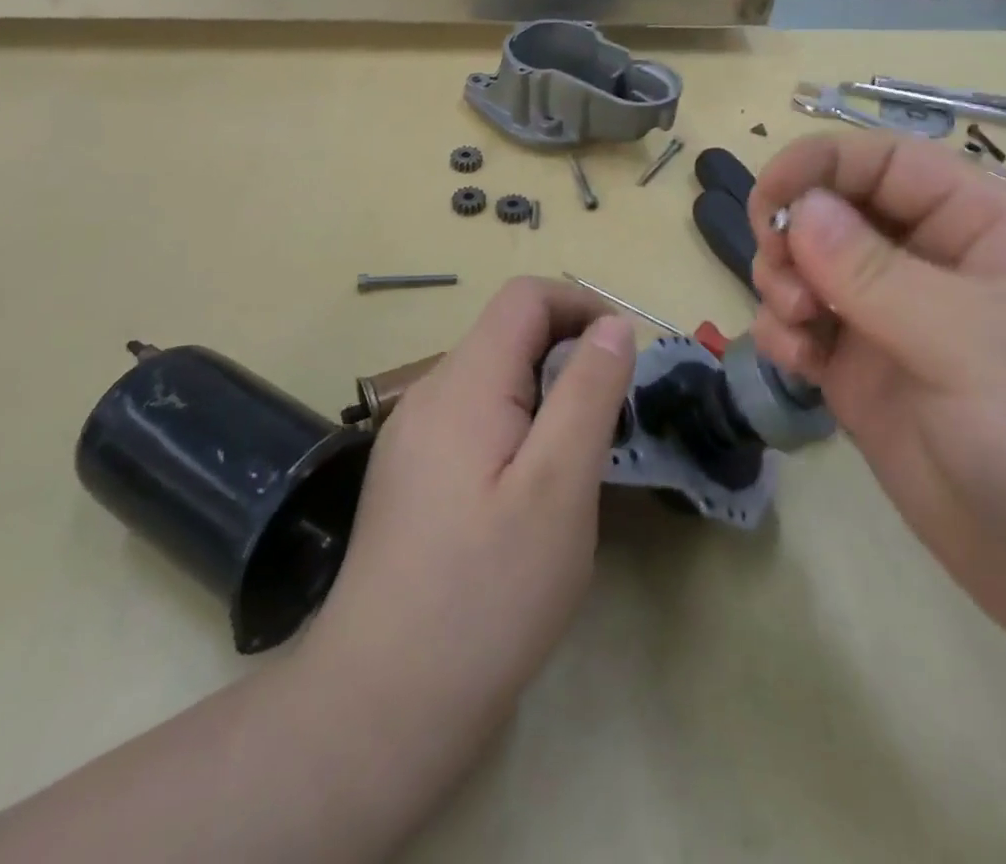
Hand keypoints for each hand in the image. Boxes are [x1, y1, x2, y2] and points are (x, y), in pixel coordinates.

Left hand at [304, 279, 636, 804]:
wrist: (380, 706)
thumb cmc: (485, 594)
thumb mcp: (559, 488)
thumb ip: (589, 393)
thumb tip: (613, 325)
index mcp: (464, 384)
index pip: (525, 298)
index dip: (582, 306)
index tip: (625, 357)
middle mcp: (430, 395)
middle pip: (508, 335)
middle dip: (568, 356)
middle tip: (611, 423)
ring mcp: (413, 437)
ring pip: (493, 380)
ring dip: (545, 395)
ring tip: (578, 462)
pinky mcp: (411, 475)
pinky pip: (474, 420)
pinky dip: (517, 428)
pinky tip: (530, 494)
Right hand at [749, 132, 1005, 677]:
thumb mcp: (975, 343)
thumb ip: (876, 274)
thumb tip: (798, 208)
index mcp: (985, 226)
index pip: (888, 163)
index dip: (821, 165)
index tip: (768, 201)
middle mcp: (937, 264)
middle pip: (839, 211)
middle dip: (796, 233)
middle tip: (784, 280)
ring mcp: (899, 324)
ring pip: (813, 268)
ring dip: (783, 282)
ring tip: (796, 324)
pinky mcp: (871, 379)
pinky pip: (809, 330)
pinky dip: (786, 333)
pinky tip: (793, 362)